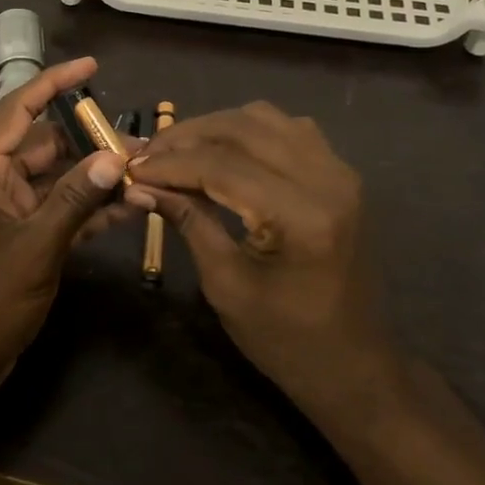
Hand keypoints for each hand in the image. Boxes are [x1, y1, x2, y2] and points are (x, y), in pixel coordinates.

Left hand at [0, 57, 134, 405]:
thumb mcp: (37, 246)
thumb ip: (77, 198)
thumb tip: (115, 157)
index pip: (17, 109)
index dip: (54, 83)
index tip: (92, 67)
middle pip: (42, 145)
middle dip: (89, 142)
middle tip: (141, 142)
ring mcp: (2, 210)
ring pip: (53, 179)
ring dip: (93, 178)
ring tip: (144, 172)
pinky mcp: (15, 236)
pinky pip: (53, 210)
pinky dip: (84, 209)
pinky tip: (128, 208)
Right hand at [124, 104, 399, 417]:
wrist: (353, 366)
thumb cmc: (285, 339)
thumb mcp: (225, 284)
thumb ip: (187, 221)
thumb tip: (139, 184)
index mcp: (301, 216)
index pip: (221, 165)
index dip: (170, 162)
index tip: (131, 168)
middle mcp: (327, 180)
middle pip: (242, 128)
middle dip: (187, 137)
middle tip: (149, 155)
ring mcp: (340, 172)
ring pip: (265, 118)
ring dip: (216, 128)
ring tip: (180, 152)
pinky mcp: (340, 175)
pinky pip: (288, 129)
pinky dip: (248, 131)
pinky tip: (223, 154)